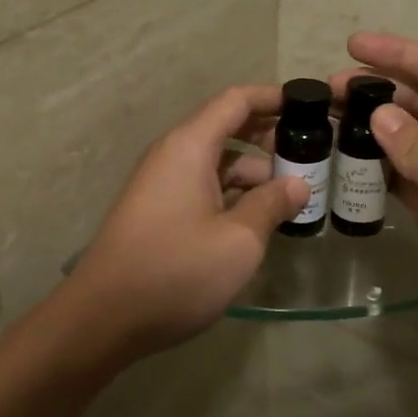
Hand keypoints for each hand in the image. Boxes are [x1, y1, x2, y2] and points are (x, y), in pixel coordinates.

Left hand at [67, 85, 307, 356]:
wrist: (104, 319)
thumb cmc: (177, 271)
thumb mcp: (239, 239)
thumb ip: (272, 204)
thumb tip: (297, 184)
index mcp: (189, 147)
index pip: (236, 101)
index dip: (275, 98)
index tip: (312, 107)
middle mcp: (173, 156)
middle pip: (227, 129)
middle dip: (270, 138)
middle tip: (313, 156)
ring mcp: (163, 186)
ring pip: (217, 163)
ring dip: (255, 173)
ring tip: (295, 195)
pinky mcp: (159, 213)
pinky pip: (204, 188)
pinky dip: (234, 195)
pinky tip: (260, 219)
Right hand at [332, 33, 417, 362]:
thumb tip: (378, 115)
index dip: (400, 53)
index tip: (353, 44)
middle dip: (377, 91)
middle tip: (326, 92)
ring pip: (407, 139)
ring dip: (371, 128)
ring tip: (326, 122)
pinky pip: (404, 175)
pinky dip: (377, 167)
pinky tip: (346, 162)